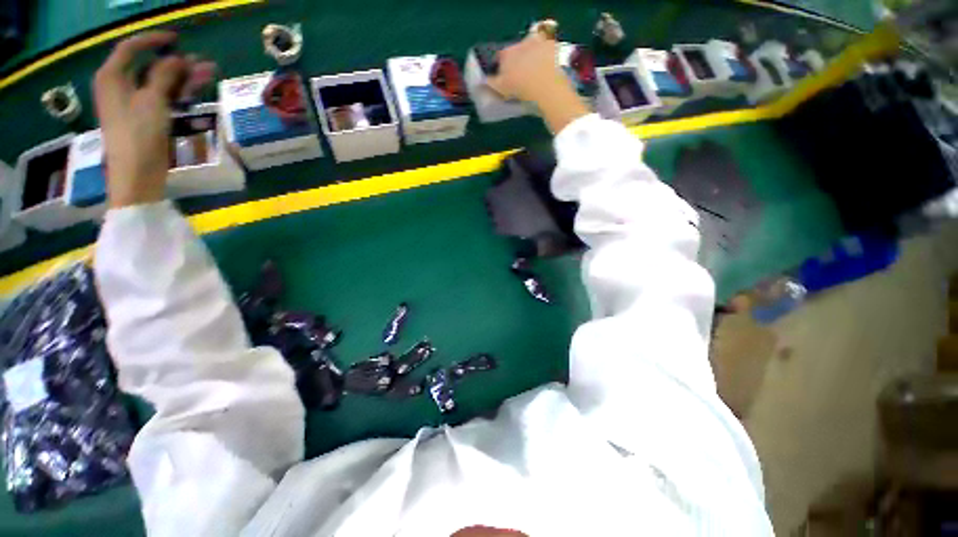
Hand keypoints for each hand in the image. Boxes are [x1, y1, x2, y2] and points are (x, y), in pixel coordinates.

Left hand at [93, 31, 214, 208]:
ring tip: (209, 75)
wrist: (136, 174)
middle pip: (149, 66)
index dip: (153, 40)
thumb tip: (177, 58)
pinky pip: (162, 97)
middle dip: (176, 63)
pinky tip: (195, 91)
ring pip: (159, 82)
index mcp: (112, 77)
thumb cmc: (138, 135)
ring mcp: (133, 103)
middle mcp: (120, 86)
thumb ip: (164, 75)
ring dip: (183, 78)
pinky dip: (178, 93)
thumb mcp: (152, 100)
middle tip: (203, 63)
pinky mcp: (144, 117)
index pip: (131, 48)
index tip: (177, 40)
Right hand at [486, 34, 588, 133]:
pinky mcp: (552, 47)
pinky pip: (547, 51)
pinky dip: (546, 58)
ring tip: (533, 75)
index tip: (503, 78)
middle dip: (516, 61)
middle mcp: (520, 43)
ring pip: (531, 49)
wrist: (546, 88)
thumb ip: (491, 83)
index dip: (500, 67)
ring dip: (531, 58)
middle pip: (516, 51)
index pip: (499, 57)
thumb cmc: (520, 89)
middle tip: (519, 77)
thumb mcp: (501, 89)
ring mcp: (537, 43)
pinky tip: (546, 70)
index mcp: (506, 54)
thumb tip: (483, 81)